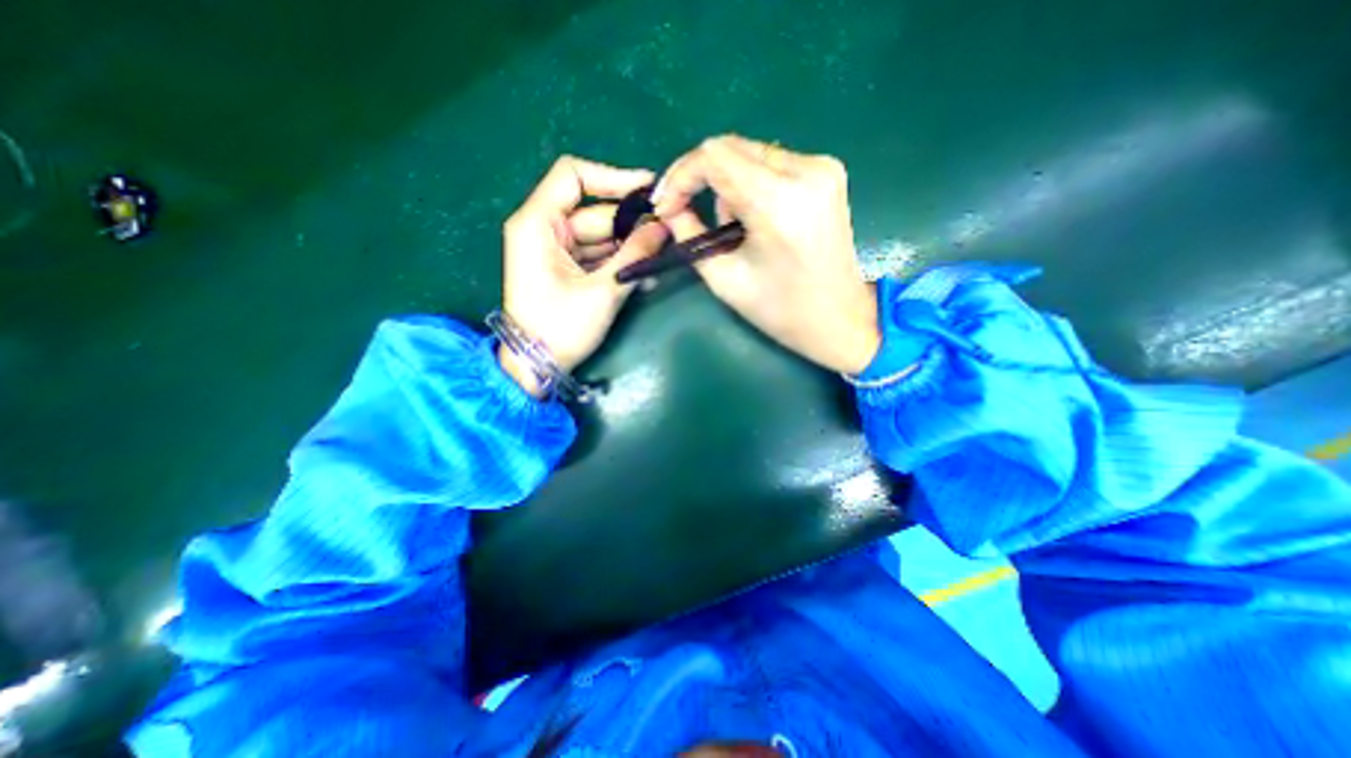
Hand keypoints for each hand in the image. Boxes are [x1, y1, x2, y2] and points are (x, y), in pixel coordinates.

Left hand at [502, 158, 668, 398]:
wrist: (536, 366)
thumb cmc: (561, 327)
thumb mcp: (603, 290)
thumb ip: (634, 255)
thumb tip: (663, 226)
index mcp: (538, 223)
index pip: (573, 176)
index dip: (613, 177)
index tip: (648, 189)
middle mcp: (543, 230)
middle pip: (595, 213)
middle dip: (631, 226)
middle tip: (667, 234)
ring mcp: (554, 251)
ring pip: (600, 237)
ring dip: (630, 249)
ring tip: (660, 259)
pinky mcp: (565, 270)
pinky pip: (596, 257)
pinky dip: (618, 264)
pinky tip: (643, 274)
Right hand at [652, 133, 883, 376]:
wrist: (839, 318)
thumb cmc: (780, 310)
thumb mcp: (724, 278)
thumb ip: (690, 234)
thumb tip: (671, 209)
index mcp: (777, 202)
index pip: (713, 157)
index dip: (680, 176)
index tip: (665, 206)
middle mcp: (805, 171)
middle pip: (731, 147)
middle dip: (697, 176)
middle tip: (680, 208)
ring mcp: (822, 167)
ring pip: (750, 153)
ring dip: (725, 183)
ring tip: (728, 227)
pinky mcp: (828, 172)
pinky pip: (771, 163)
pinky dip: (749, 184)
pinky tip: (751, 217)